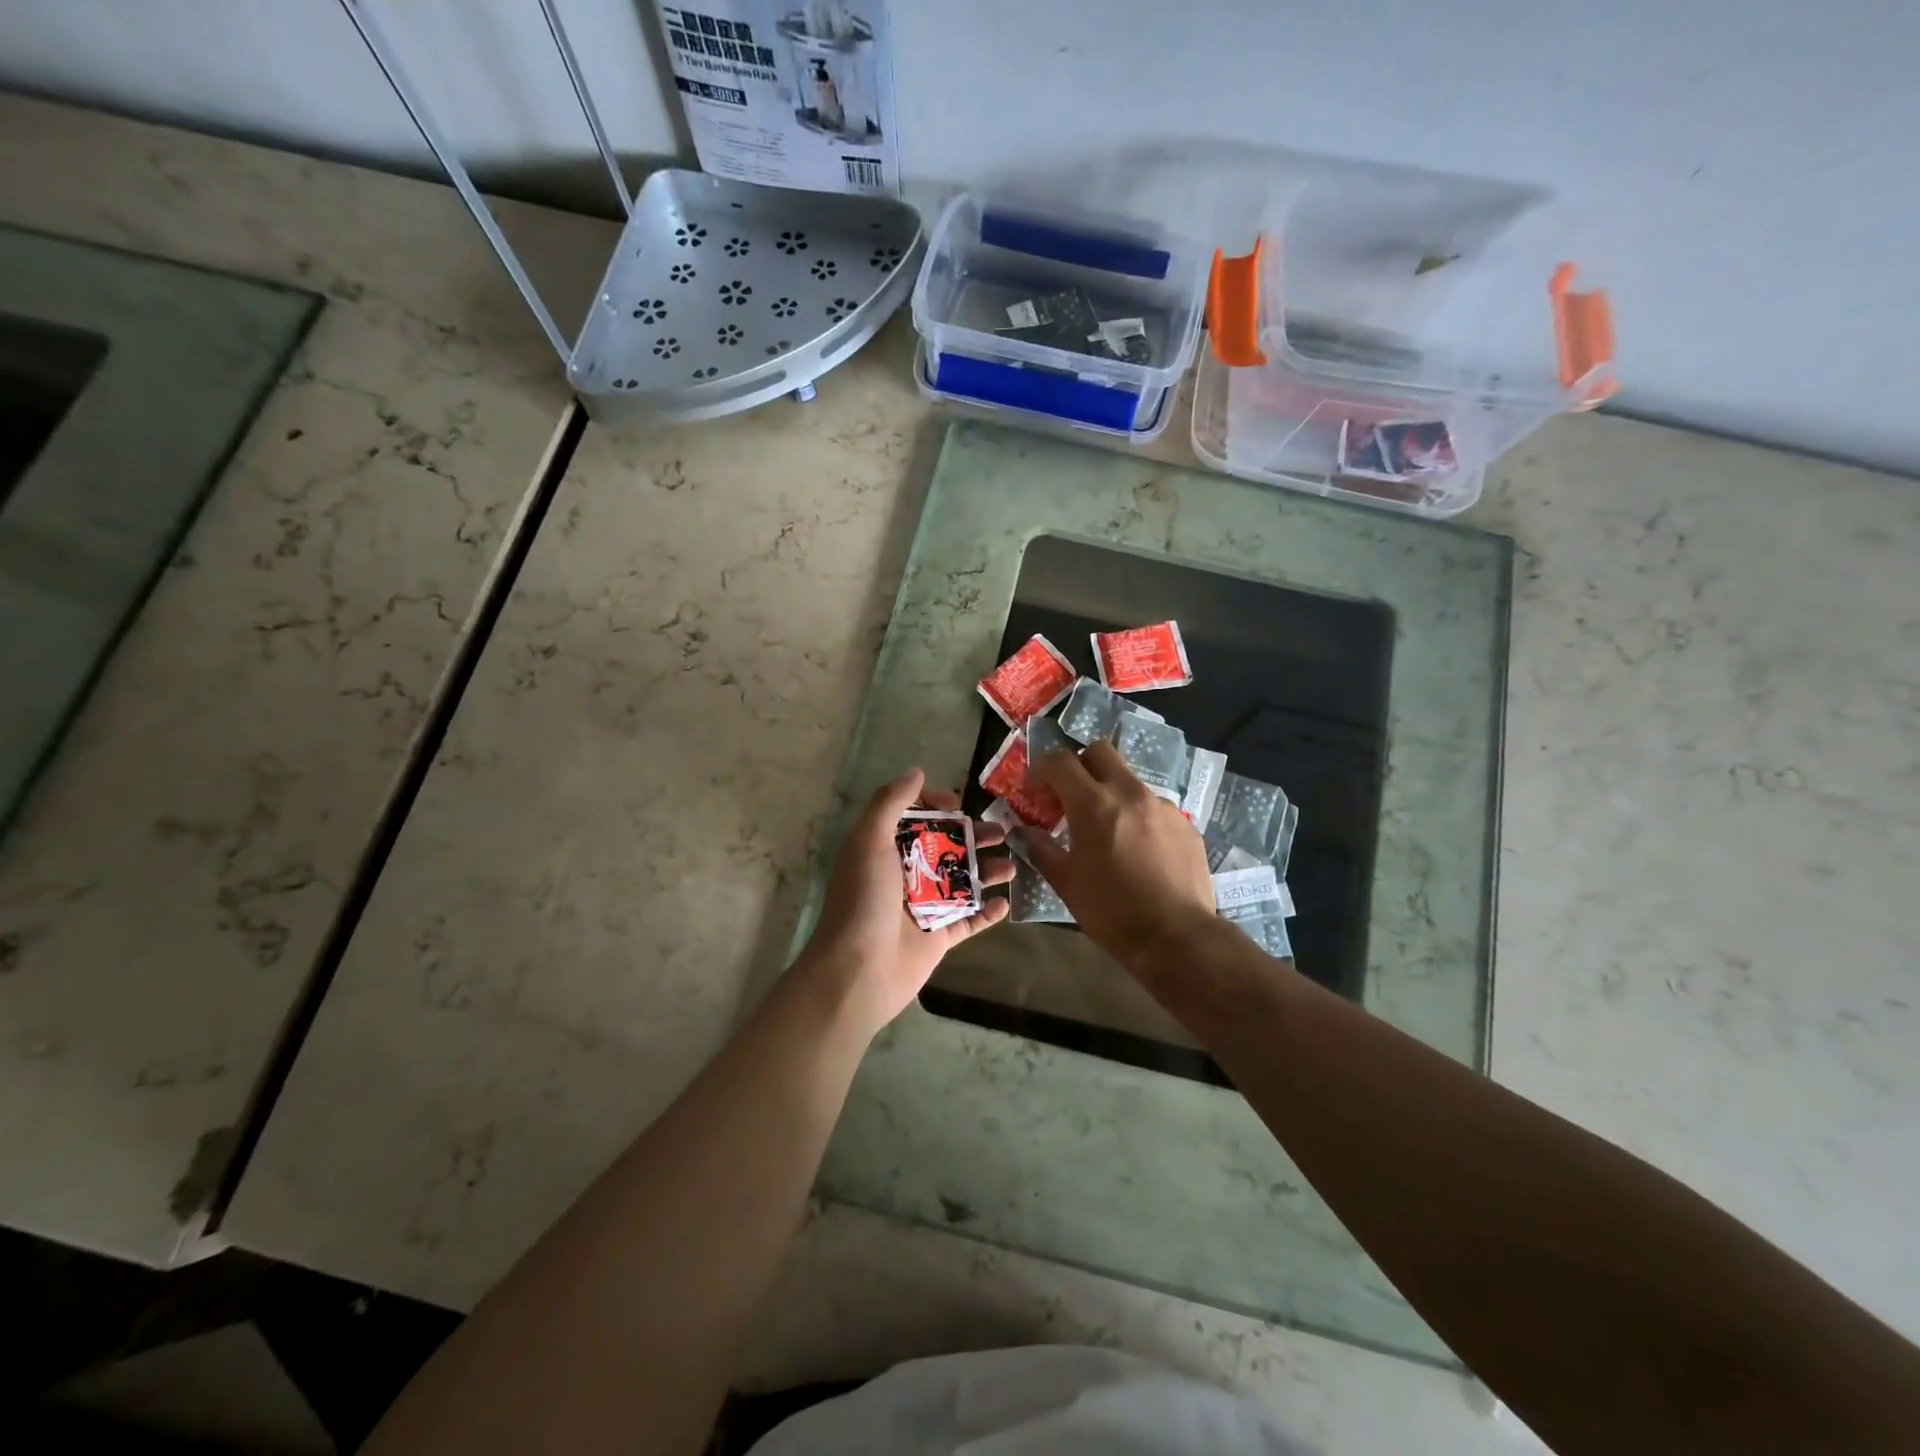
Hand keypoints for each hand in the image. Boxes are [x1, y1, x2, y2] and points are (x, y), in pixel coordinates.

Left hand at [800, 768, 1011, 1034]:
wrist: (858, 971)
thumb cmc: (863, 900)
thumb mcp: (869, 841)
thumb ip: (891, 803)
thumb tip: (916, 772)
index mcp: (882, 850)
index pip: (913, 818)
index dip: (935, 805)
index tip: (959, 803)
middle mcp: (902, 876)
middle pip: (945, 847)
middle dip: (974, 837)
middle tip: (1004, 831)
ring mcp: (921, 908)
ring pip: (961, 882)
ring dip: (987, 872)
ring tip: (1014, 865)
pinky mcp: (936, 938)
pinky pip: (967, 920)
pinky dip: (987, 912)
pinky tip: (1006, 902)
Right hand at [1024, 742, 1215, 974]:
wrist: (1176, 938)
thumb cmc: (1111, 912)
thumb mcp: (1065, 882)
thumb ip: (1041, 848)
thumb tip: (1024, 830)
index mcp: (1094, 804)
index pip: (1060, 761)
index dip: (1041, 769)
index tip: (1035, 791)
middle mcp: (1130, 793)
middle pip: (1099, 751)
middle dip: (1078, 765)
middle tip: (1069, 796)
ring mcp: (1162, 806)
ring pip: (1128, 779)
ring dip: (1109, 792)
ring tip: (1106, 830)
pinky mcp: (1185, 823)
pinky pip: (1153, 806)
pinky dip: (1136, 816)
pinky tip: (1137, 850)